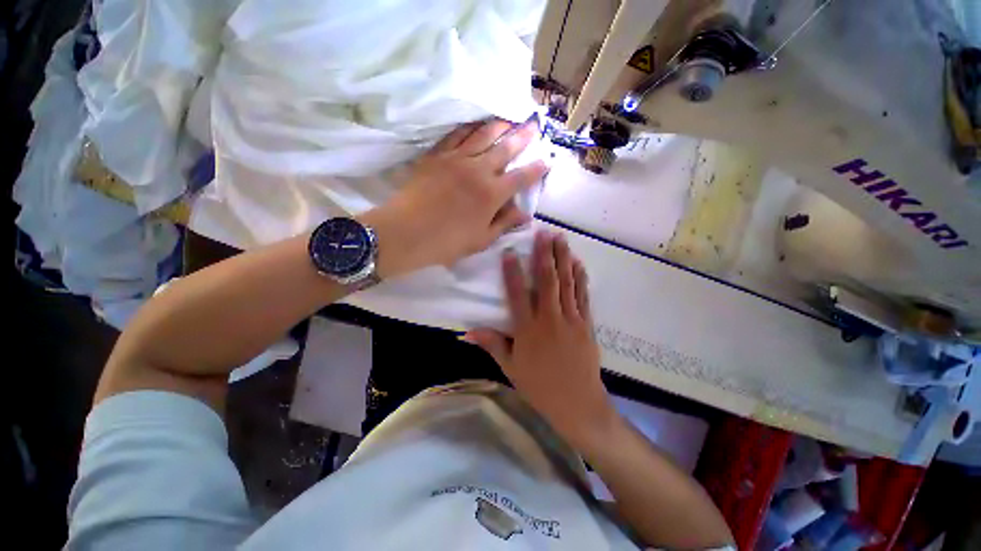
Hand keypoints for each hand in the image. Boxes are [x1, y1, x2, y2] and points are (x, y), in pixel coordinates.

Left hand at [360, 118, 547, 277]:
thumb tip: (525, 213)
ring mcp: (456, 159)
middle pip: (505, 147)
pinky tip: (475, 124)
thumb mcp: (481, 240)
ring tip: (509, 119)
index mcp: (492, 194)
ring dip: (499, 125)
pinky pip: (456, 135)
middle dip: (523, 136)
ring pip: (482, 135)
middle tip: (533, 125)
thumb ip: (504, 223)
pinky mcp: (437, 155)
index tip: (546, 160)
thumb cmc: (447, 242)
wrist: (406, 233)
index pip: (521, 177)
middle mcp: (478, 170)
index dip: (536, 169)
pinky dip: (469, 127)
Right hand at [465, 231, 615, 438]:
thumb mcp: (510, 368)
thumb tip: (467, 332)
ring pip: (567, 284)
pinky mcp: (586, 324)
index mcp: (528, 330)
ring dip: (564, 259)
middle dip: (545, 255)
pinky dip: (580, 278)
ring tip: (561, 239)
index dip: (512, 272)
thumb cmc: (539, 386)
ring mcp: (571, 320)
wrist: (577, 403)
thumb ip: (492, 344)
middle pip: (547, 282)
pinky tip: (578, 264)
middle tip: (544, 233)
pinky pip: (582, 296)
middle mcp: (550, 319)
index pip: (518, 295)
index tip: (510, 252)